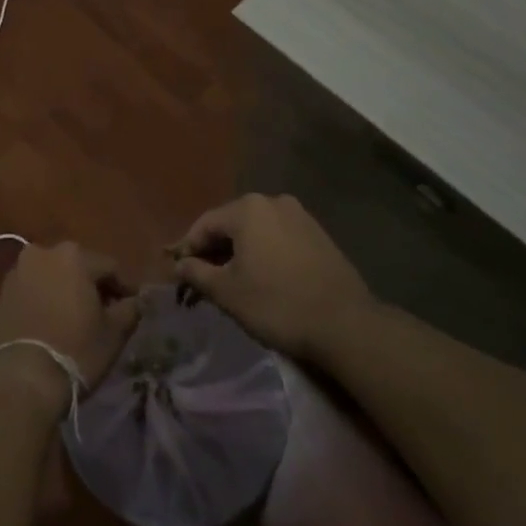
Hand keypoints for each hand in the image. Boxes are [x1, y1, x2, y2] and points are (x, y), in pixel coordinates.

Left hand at [0, 243, 140, 416]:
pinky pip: (32, 291)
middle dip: (92, 287)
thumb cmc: (74, 350)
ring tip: (76, 321)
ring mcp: (17, 271)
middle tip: (104, 314)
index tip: (132, 307)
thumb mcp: (113, 334)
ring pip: (52, 277)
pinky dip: (44, 302)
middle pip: (77, 267)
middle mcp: (42, 252)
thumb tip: (135, 301)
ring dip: (65, 293)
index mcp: (73, 255)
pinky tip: (51, 325)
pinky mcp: (0, 293)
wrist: (18, 379)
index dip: (124, 288)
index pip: (109, 267)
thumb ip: (129, 310)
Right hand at [169, 193, 372, 358]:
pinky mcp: (319, 234)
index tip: (178, 274)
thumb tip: (179, 265)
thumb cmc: (277, 304)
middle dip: (214, 251)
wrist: (346, 325)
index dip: (187, 249)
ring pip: (256, 231)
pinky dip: (264, 254)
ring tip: (231, 282)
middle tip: (202, 281)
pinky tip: (263, 279)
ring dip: (239, 253)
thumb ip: (196, 273)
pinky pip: (278, 238)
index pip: (204, 224)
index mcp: (247, 208)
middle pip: (231, 225)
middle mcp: (273, 201)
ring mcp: (300, 216)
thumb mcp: (227, 292)